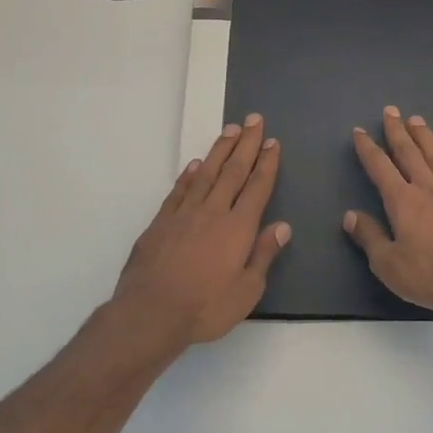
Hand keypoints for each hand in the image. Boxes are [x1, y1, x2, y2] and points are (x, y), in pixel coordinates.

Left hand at [111, 114, 290, 346]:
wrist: (150, 312)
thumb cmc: (205, 307)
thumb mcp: (247, 290)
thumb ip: (263, 255)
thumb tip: (282, 226)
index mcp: (238, 228)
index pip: (257, 188)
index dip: (266, 164)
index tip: (272, 143)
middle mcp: (212, 213)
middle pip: (233, 171)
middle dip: (246, 145)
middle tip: (254, 120)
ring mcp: (183, 215)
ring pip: (205, 174)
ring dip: (219, 151)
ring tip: (230, 130)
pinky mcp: (160, 223)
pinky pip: (179, 191)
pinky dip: (188, 175)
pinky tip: (194, 165)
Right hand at [345, 106, 432, 322]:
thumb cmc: (428, 278)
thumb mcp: (387, 264)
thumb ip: (369, 236)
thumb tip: (351, 215)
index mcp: (404, 203)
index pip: (381, 168)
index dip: (368, 149)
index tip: (360, 132)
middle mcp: (429, 191)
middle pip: (411, 155)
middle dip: (398, 132)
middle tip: (391, 111)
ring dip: (427, 139)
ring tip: (418, 121)